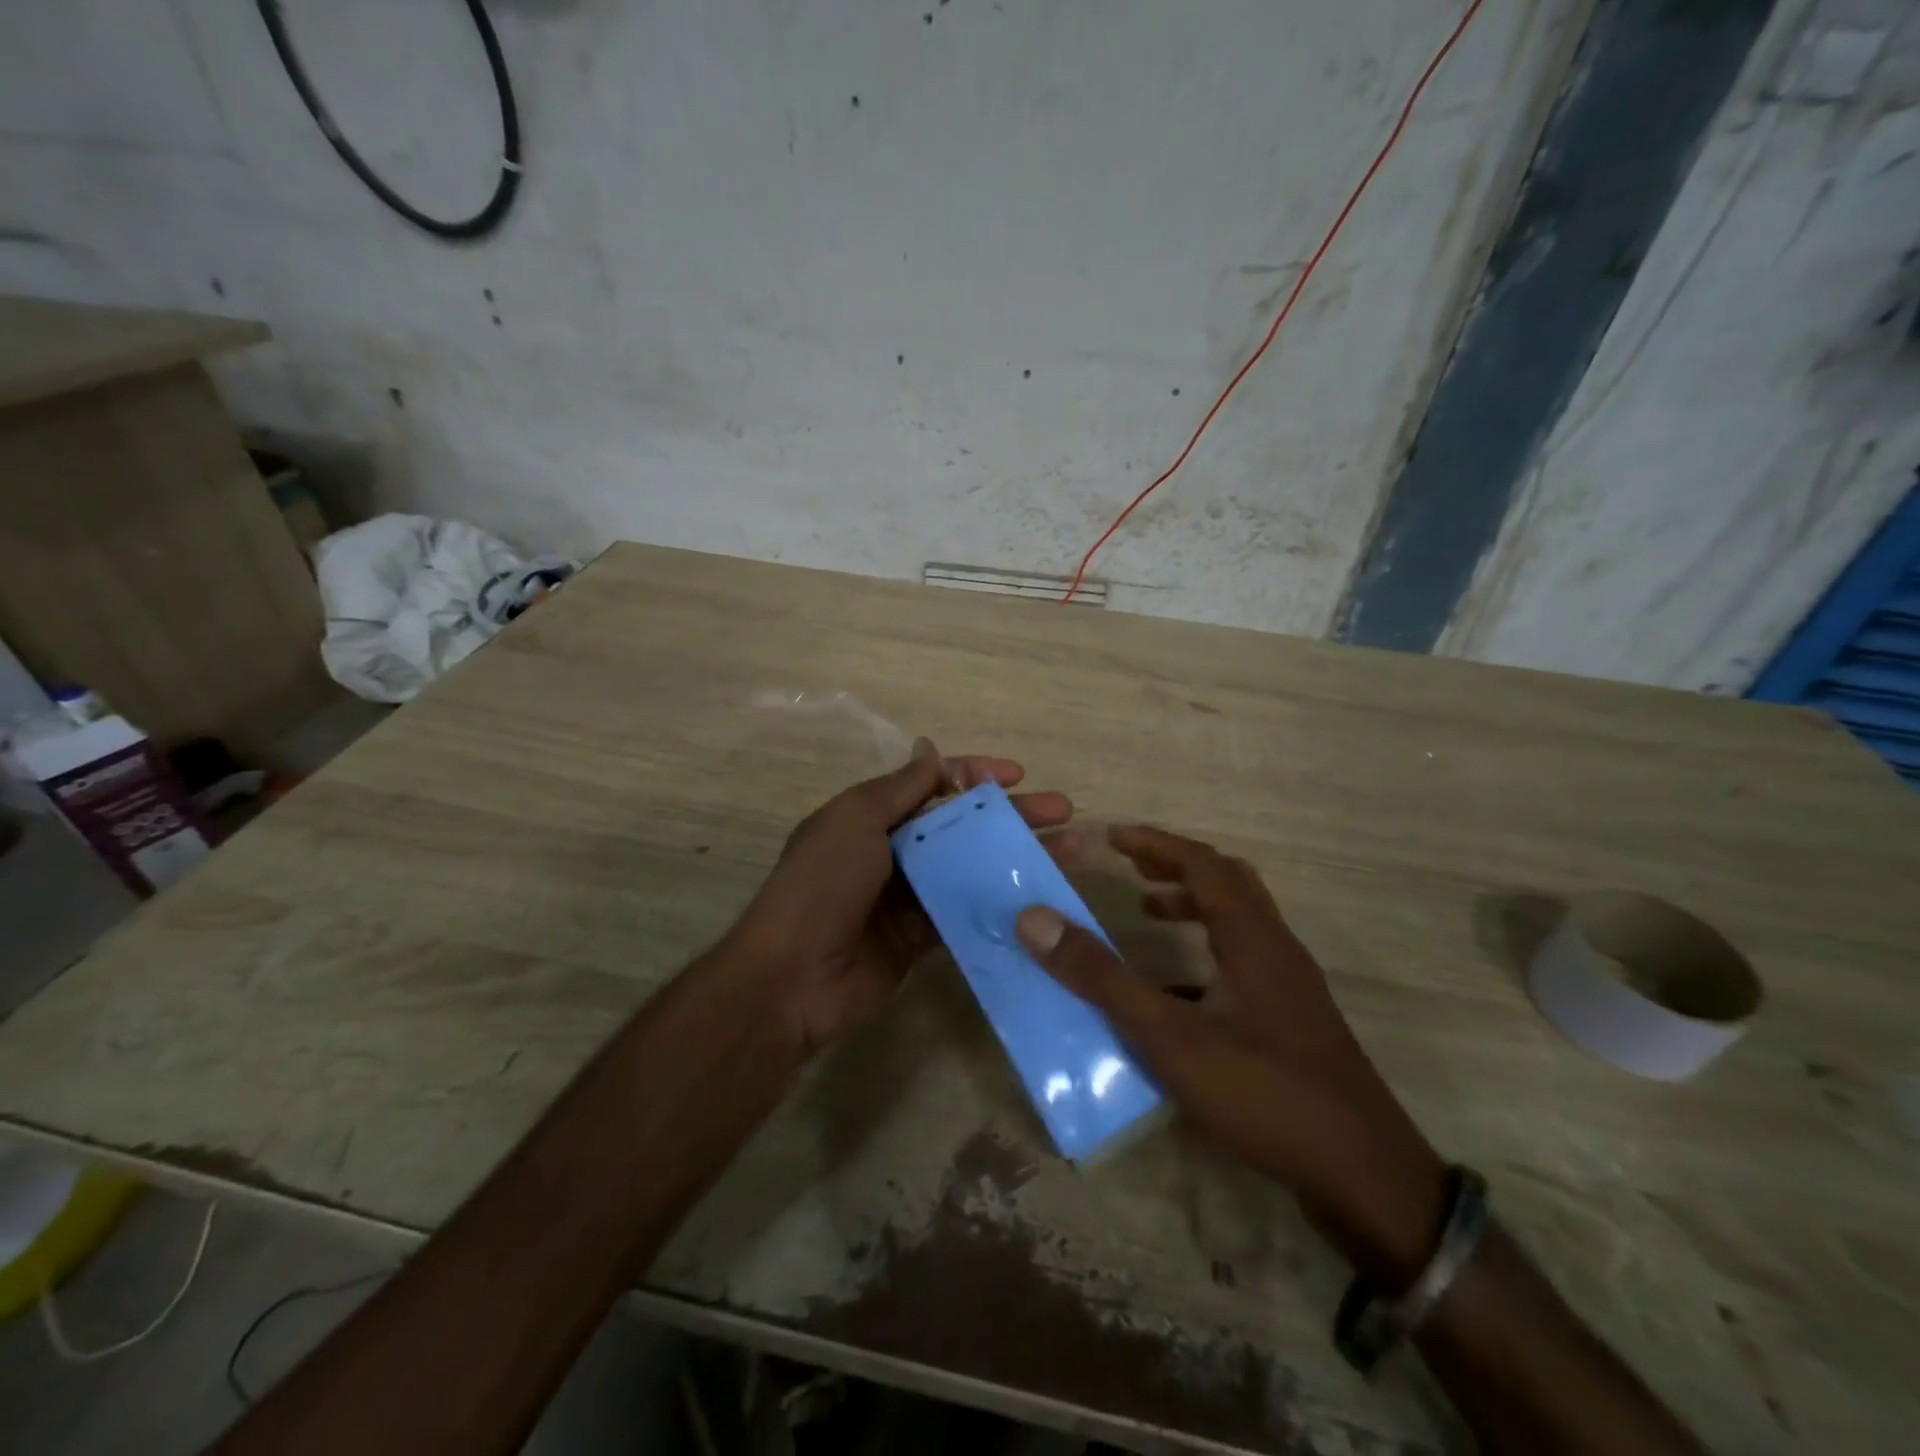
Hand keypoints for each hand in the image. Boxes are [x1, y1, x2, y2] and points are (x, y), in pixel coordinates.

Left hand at [733, 738, 1075, 1053]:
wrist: (793, 976)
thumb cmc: (823, 883)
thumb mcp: (856, 820)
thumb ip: (900, 788)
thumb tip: (930, 749)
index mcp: (874, 817)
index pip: (933, 785)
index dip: (976, 776)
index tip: (1018, 775)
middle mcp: (895, 850)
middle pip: (963, 825)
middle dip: (1013, 815)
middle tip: (1064, 812)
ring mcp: (911, 895)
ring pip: (974, 867)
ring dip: (1017, 857)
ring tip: (1072, 851)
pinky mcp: (923, 937)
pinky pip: (969, 911)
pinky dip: (1002, 901)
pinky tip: (1041, 897)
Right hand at [1016, 825, 1446, 1287]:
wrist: (1366, 1180)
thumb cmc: (1265, 1094)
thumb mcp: (1171, 1036)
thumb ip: (1103, 979)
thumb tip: (1036, 919)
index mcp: (1253, 938)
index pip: (1202, 864)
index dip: (1155, 843)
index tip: (1111, 837)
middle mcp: (1276, 950)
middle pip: (1228, 882)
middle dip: (1175, 866)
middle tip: (1130, 868)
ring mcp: (1290, 988)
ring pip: (1239, 921)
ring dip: (1193, 905)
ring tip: (1147, 914)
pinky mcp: (1293, 1023)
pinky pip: (1242, 961)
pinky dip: (1204, 952)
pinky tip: (1175, 991)